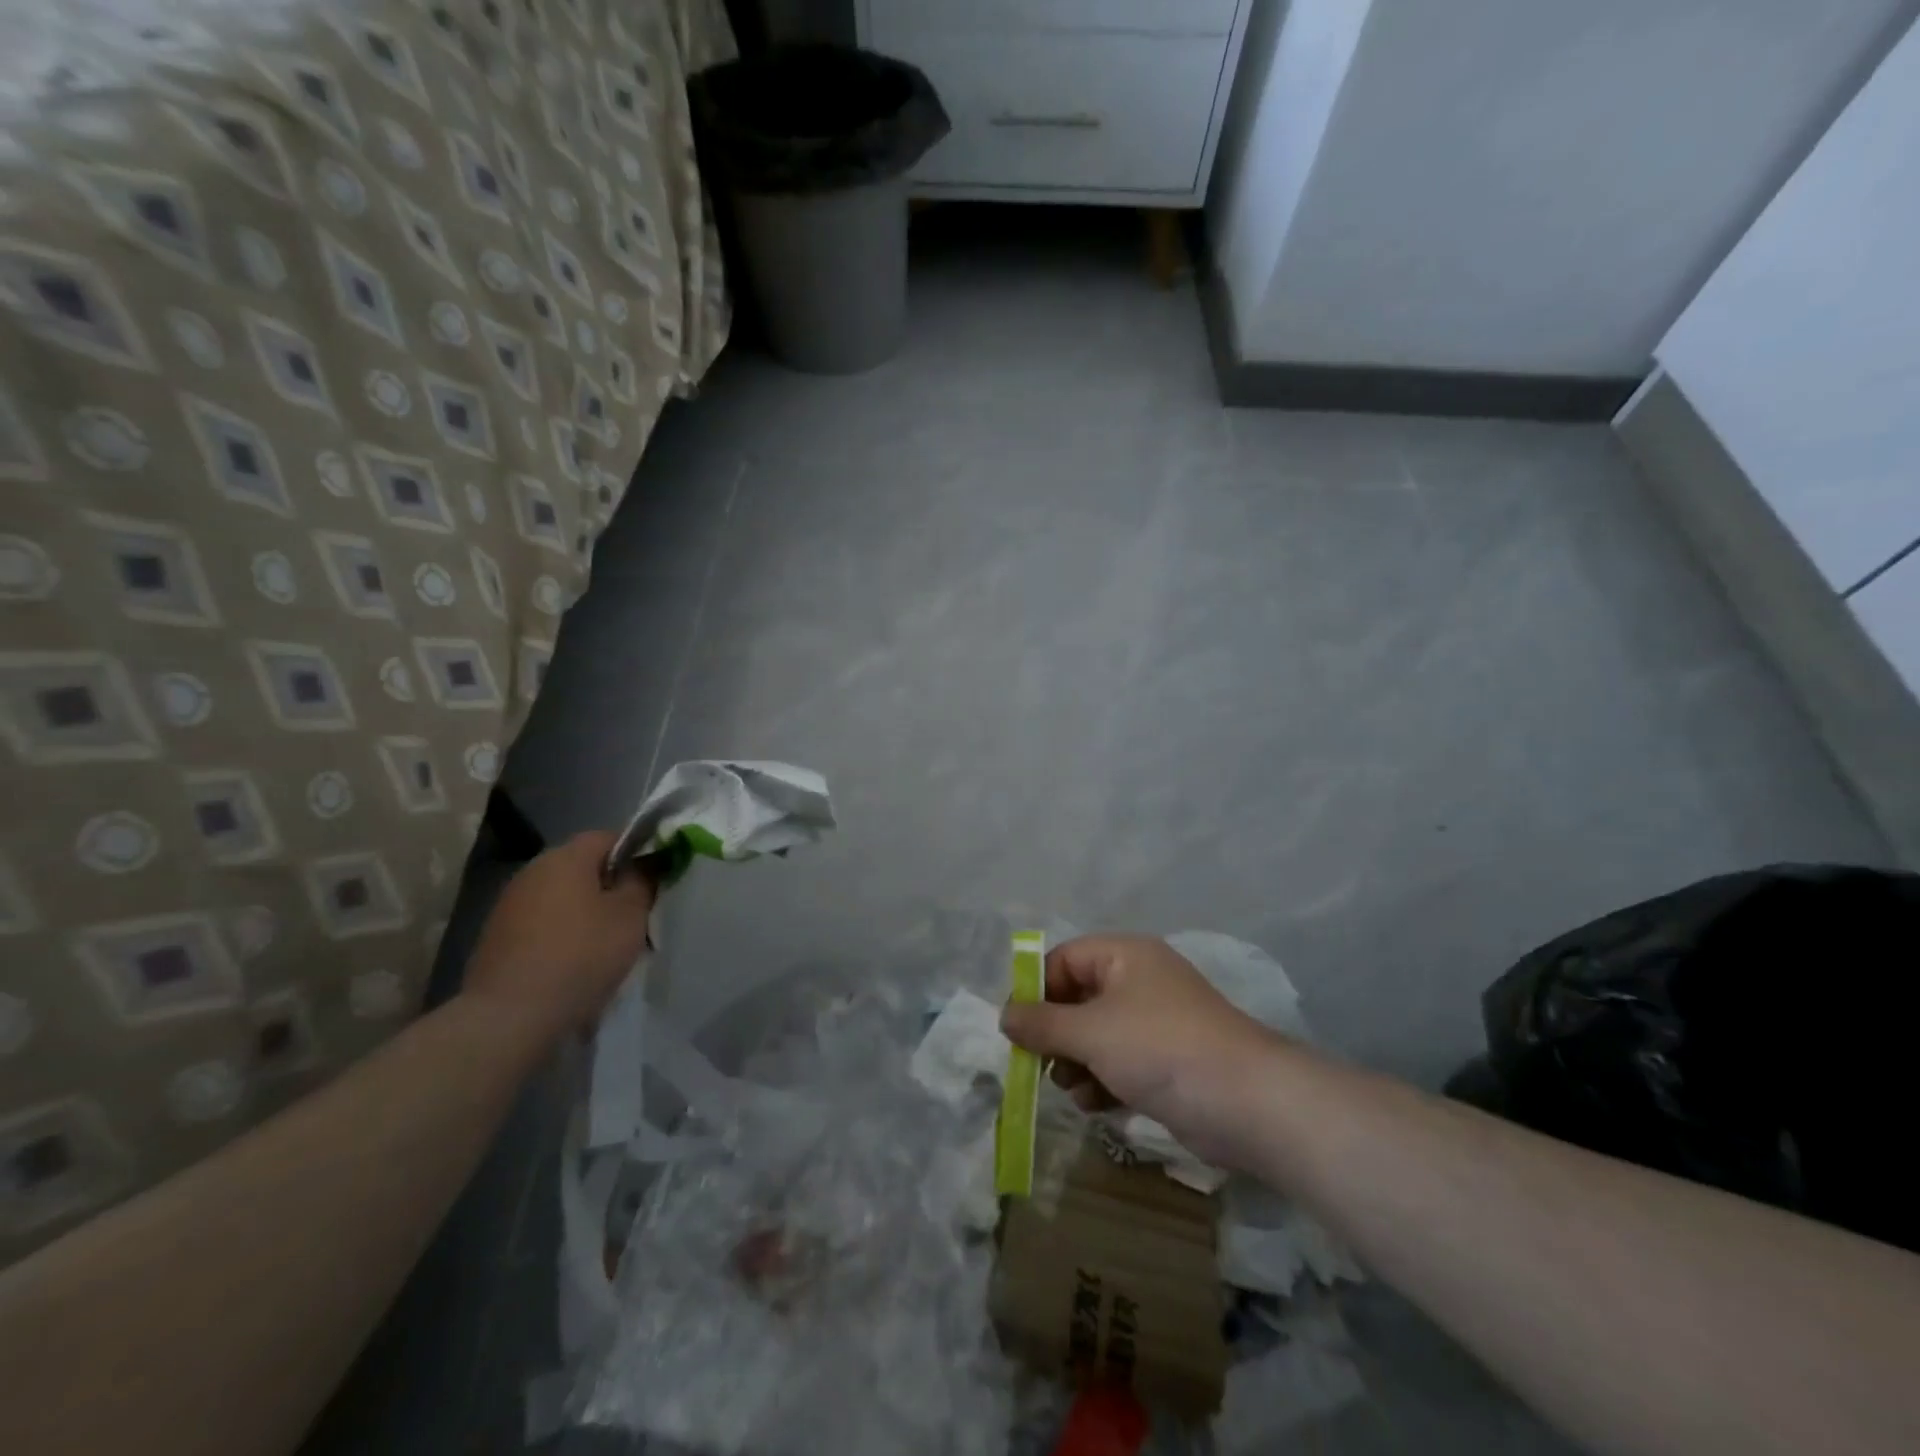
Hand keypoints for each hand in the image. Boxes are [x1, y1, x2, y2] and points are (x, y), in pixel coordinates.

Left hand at [464, 831, 654, 1041]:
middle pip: (583, 866)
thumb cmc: (581, 955)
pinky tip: (575, 962)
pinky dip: (562, 933)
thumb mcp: (630, 915)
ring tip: (607, 942)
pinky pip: (543, 923)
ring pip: (563, 896)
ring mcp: (509, 904)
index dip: (636, 852)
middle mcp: (533, 871)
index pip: (608, 837)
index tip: (654, 879)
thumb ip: (642, 881)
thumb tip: (645, 863)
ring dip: (586, 911)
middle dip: (611, 885)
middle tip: (636, 913)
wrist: (510, 1016)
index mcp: (565, 857)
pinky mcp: (496, 937)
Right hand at [1000, 934, 1280, 1168]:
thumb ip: (1042, 1024)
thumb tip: (1004, 1015)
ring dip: (1076, 1061)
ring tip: (1071, 1089)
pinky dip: (1102, 1080)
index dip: (1037, 990)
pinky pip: (1119, 1061)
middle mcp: (1139, 981)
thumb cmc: (1160, 1049)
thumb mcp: (1090, 1032)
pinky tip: (1094, 1105)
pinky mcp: (1167, 1061)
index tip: (1016, 1028)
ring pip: (1096, 1034)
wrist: (1247, 1102)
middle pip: (1078, 998)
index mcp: (1124, 956)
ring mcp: (1156, 1023)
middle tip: (1039, 1063)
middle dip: (1055, 1033)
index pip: (1064, 959)